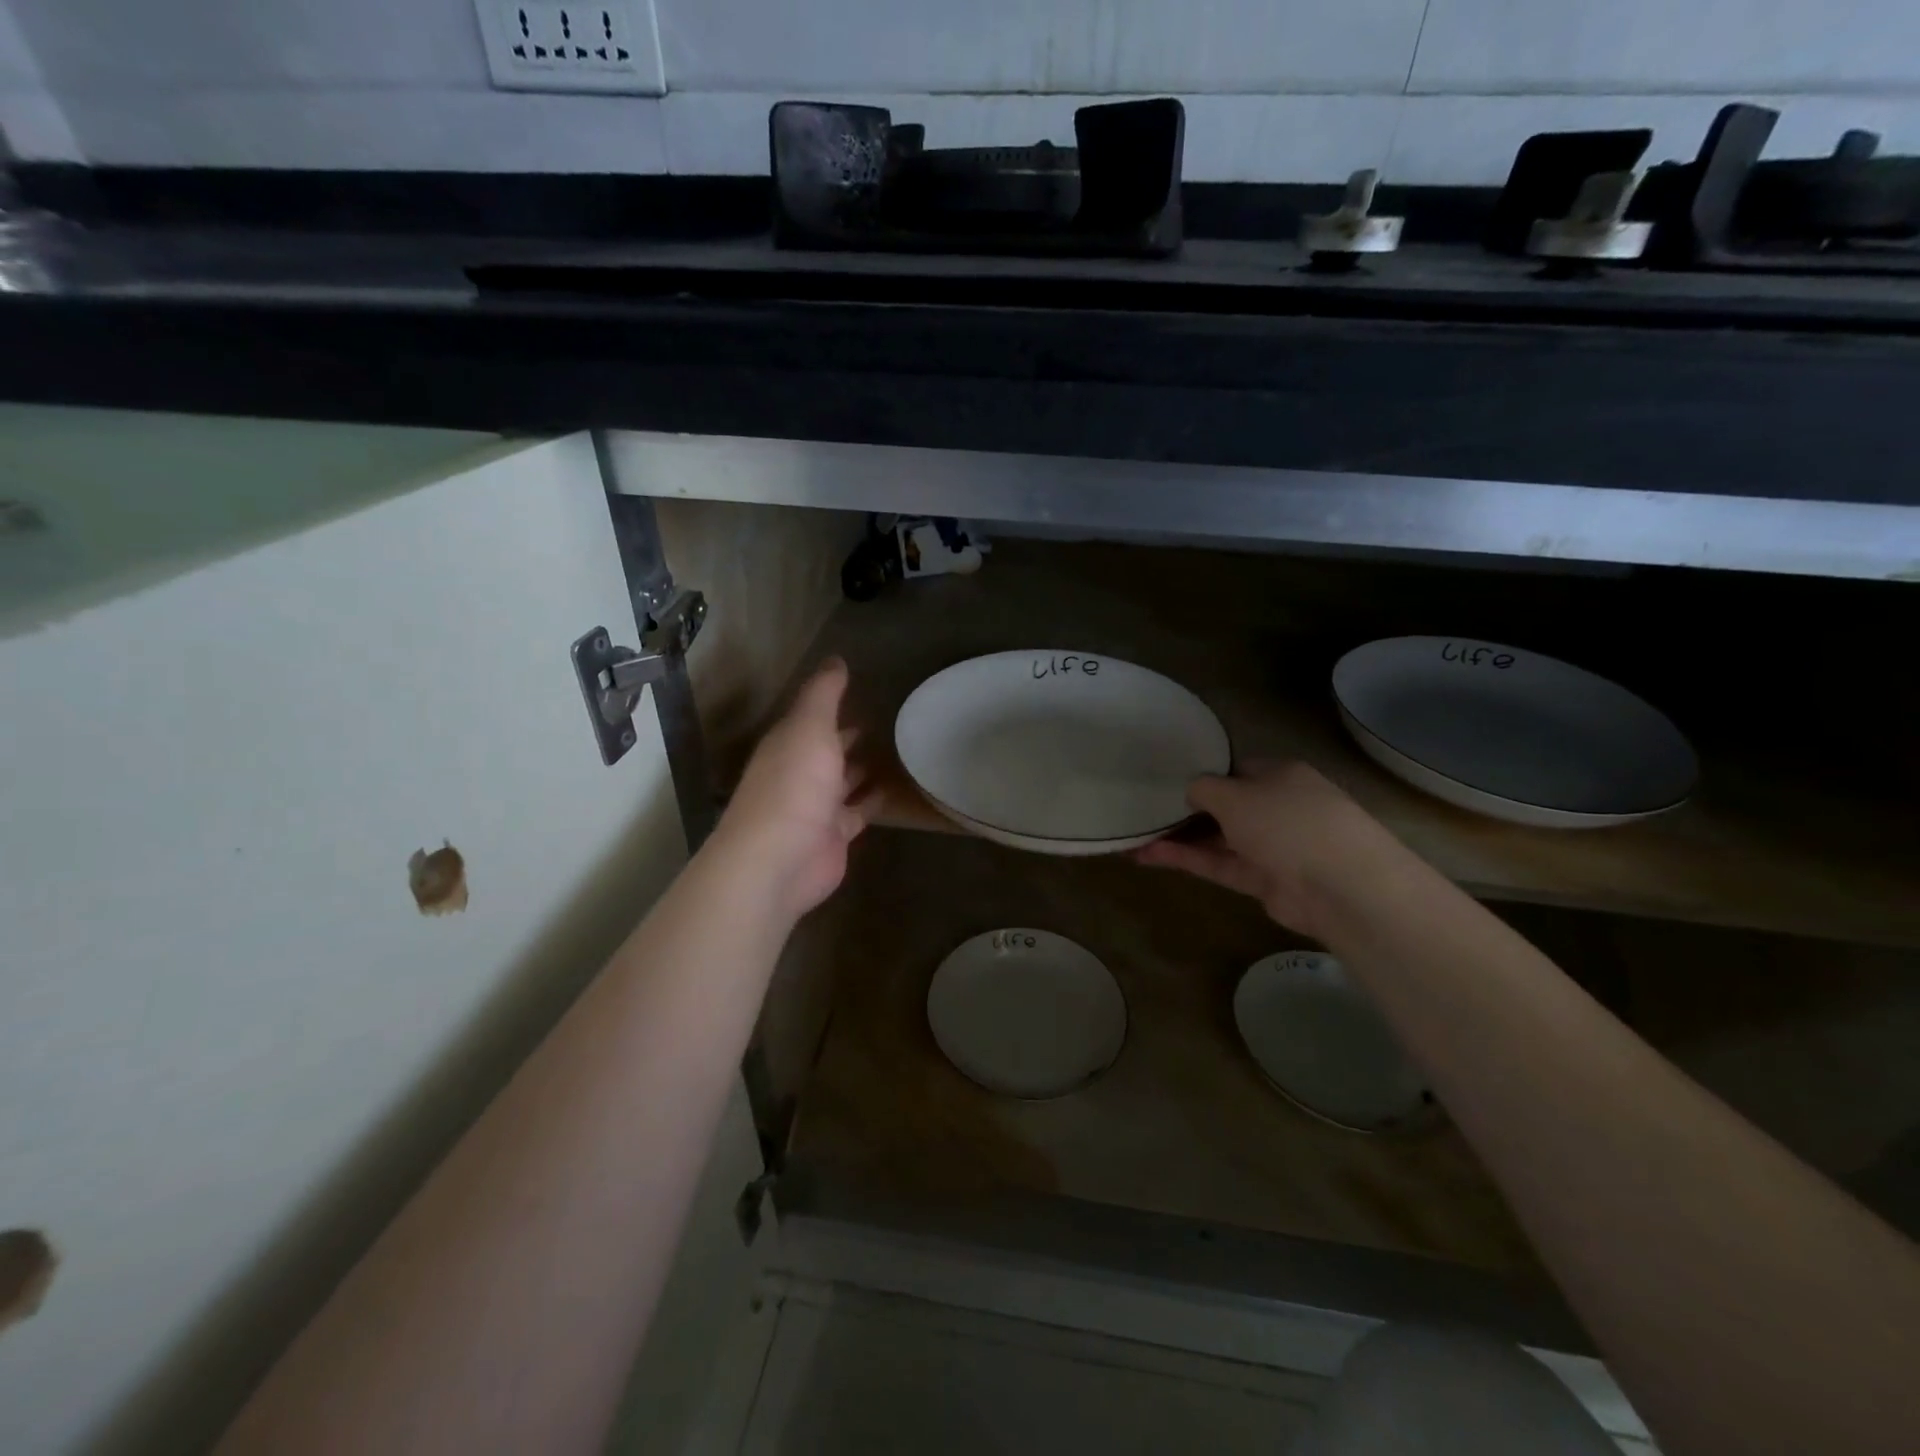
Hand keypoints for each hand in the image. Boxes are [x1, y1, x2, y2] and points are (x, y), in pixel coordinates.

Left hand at [713, 658, 871, 920]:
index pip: (809, 718)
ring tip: (893, 750)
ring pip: (842, 781)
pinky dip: (872, 799)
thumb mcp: (810, 727)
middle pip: (825, 750)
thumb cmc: (793, 785)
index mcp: (787, 744)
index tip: (857, 689)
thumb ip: (824, 694)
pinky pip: (858, 811)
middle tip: (879, 721)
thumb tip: (836, 659)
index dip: (829, 704)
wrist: (780, 858)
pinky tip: (893, 787)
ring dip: (859, 768)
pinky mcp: (835, 834)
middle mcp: (798, 773)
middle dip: (845, 737)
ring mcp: (816, 806)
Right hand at [1135, 761, 1389, 937]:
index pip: (1235, 769)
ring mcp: (1272, 845)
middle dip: (1187, 809)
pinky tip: (1149, 855)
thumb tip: (1191, 791)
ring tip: (1135, 835)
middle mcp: (1277, 806)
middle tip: (1144, 808)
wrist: (1340, 886)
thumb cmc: (1286, 821)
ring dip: (1179, 837)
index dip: (1203, 774)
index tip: (1166, 779)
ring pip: (1218, 838)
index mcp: (1279, 774)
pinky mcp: (1263, 880)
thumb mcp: (1234, 794)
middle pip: (1225, 805)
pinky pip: (1219, 864)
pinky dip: (1188, 859)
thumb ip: (1204, 788)